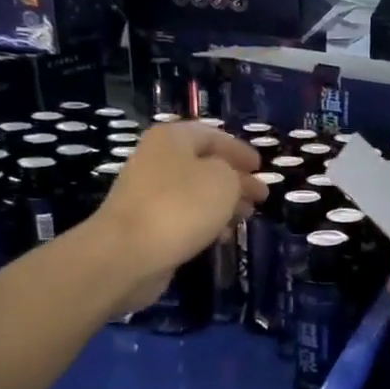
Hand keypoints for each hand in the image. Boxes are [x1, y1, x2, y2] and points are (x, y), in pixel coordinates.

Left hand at [88, 123, 262, 312]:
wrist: (128, 253)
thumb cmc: (181, 206)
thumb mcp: (224, 180)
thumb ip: (237, 174)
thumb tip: (235, 180)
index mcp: (173, 139)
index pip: (213, 135)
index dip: (240, 150)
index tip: (261, 167)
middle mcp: (157, 159)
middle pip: (205, 165)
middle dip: (236, 180)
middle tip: (259, 196)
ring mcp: (149, 193)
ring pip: (196, 192)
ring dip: (224, 203)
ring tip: (246, 218)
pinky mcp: (147, 223)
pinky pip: (184, 216)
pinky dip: (206, 223)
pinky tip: (221, 237)